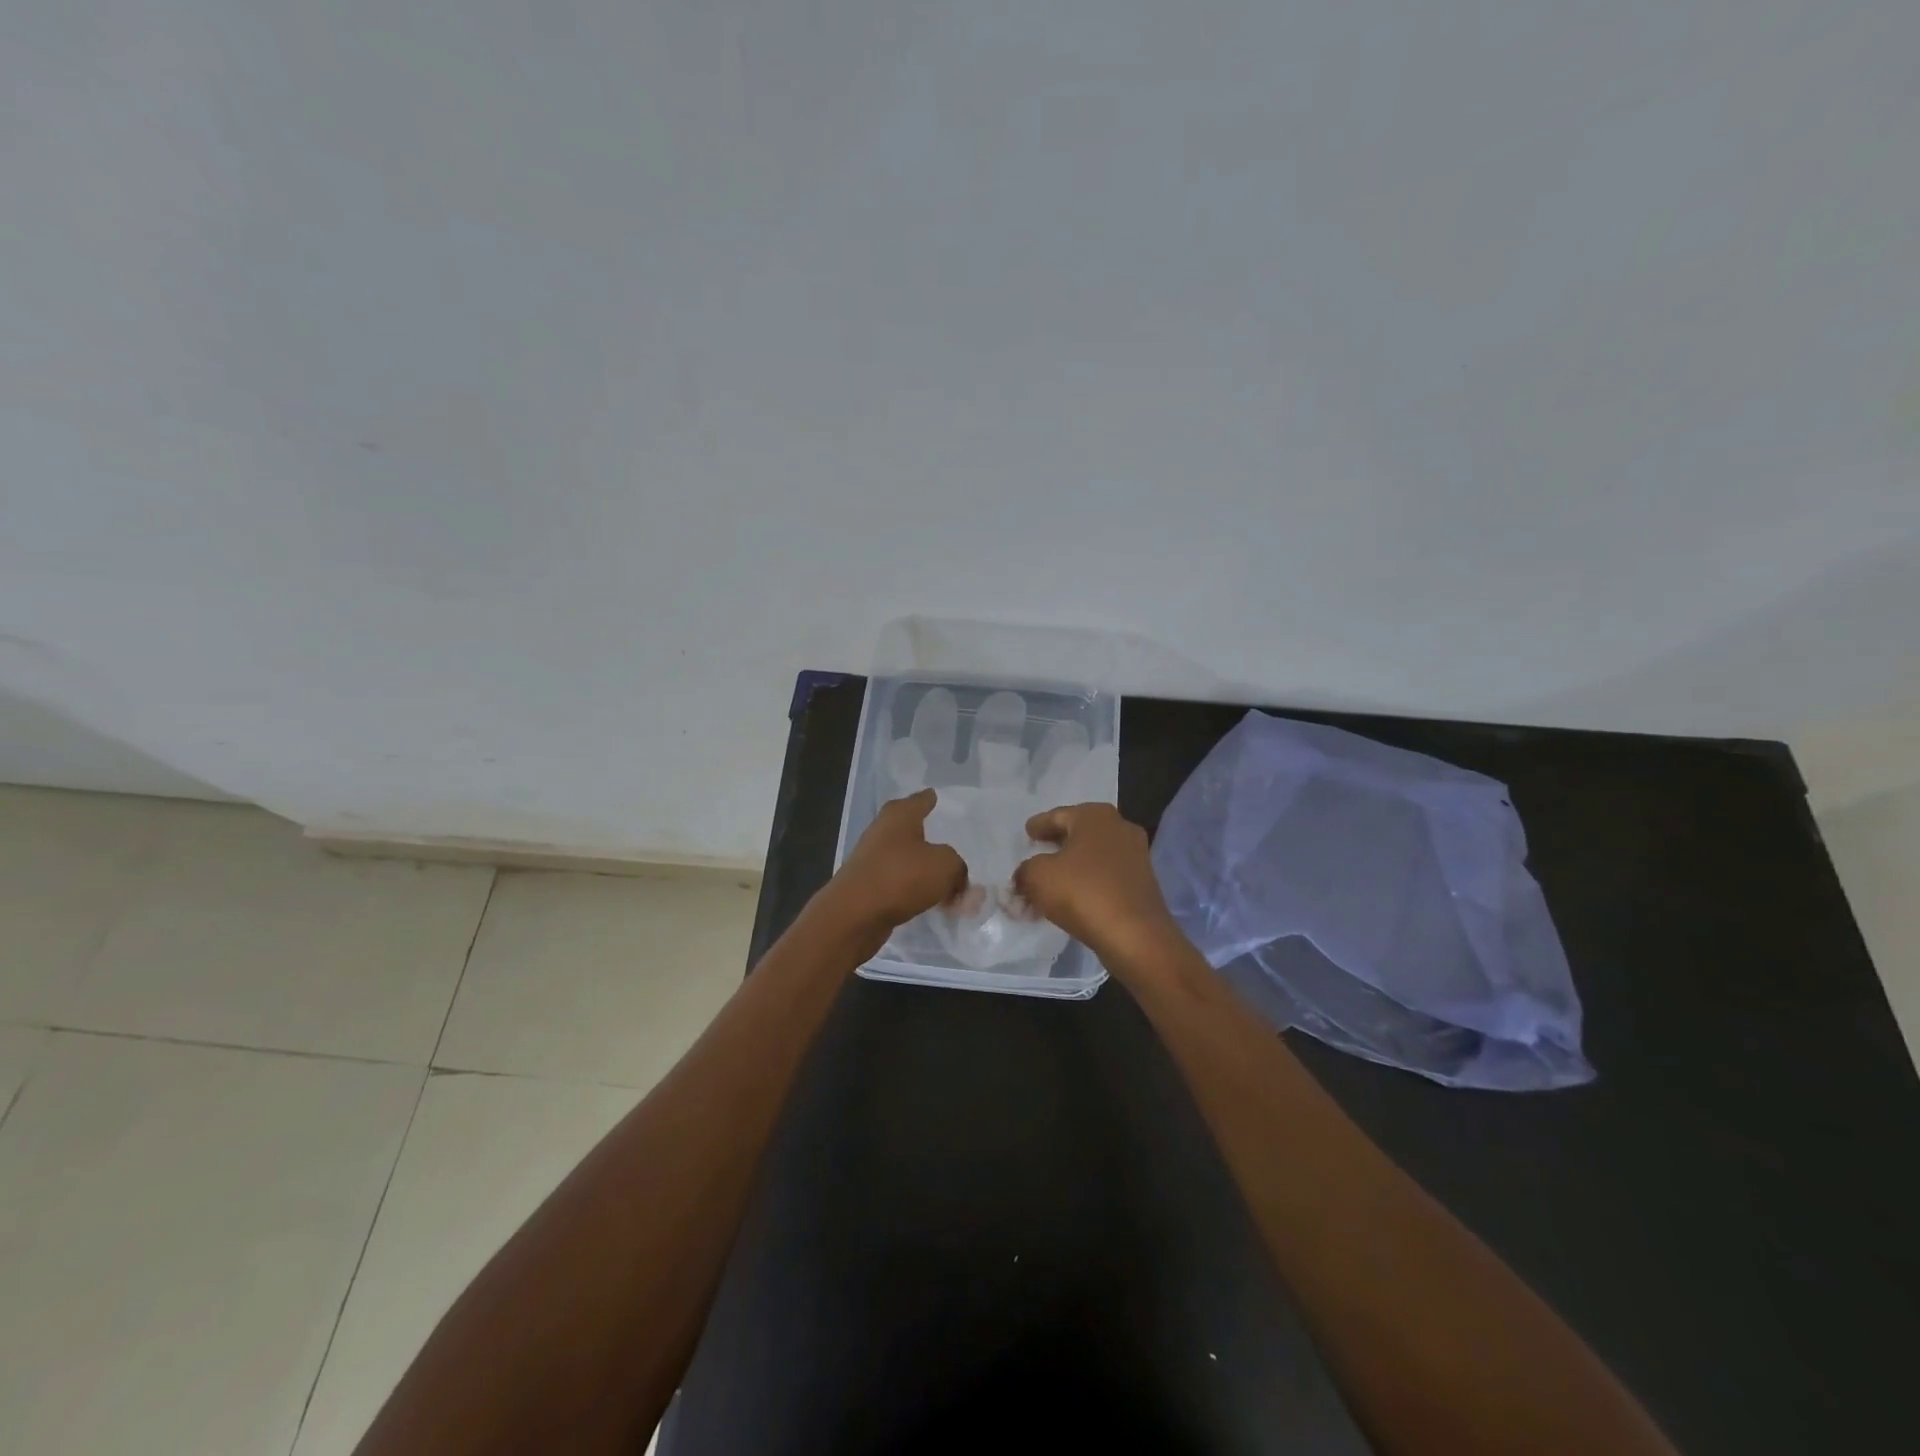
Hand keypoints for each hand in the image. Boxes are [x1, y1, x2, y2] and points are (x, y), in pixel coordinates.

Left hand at [817, 788, 968, 944]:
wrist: (854, 915)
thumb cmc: (901, 876)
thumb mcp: (945, 865)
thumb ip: (958, 868)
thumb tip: (956, 877)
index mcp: (899, 815)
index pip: (920, 800)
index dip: (929, 799)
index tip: (935, 796)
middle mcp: (883, 832)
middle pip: (913, 832)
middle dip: (933, 841)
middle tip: (954, 848)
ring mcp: (873, 860)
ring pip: (909, 862)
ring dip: (928, 872)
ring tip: (952, 886)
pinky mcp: (869, 888)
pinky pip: (902, 885)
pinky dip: (918, 891)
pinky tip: (935, 904)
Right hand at [1012, 803, 1182, 966]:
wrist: (1135, 936)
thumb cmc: (1083, 893)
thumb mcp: (1038, 877)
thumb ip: (1024, 870)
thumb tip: (1024, 876)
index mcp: (1095, 816)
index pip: (1058, 815)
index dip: (1038, 825)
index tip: (1027, 832)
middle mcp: (1119, 828)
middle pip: (1077, 834)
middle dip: (1054, 846)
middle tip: (1035, 854)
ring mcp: (1135, 855)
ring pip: (1091, 857)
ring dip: (1069, 869)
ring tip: (1047, 884)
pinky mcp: (1142, 883)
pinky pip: (1104, 876)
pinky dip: (1086, 883)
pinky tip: (1070, 899)